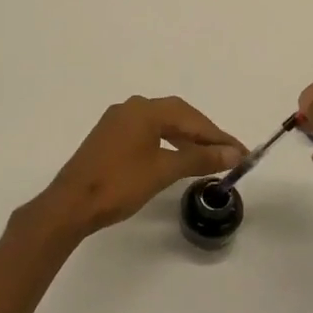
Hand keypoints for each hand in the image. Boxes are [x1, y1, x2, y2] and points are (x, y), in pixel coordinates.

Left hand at [23, 96, 244, 245]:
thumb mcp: (164, 171)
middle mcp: (131, 108)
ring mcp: (117, 122)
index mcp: (144, 110)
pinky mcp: (109, 137)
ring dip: (186, 139)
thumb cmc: (119, 184)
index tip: (241, 152)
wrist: (71, 204)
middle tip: (228, 154)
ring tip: (208, 158)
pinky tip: (177, 158)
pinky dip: (168, 143)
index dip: (218, 136)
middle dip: (204, 134)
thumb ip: (200, 159)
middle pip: (177, 116)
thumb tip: (233, 153)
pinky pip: (147, 133)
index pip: (191, 118)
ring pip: (162, 124)